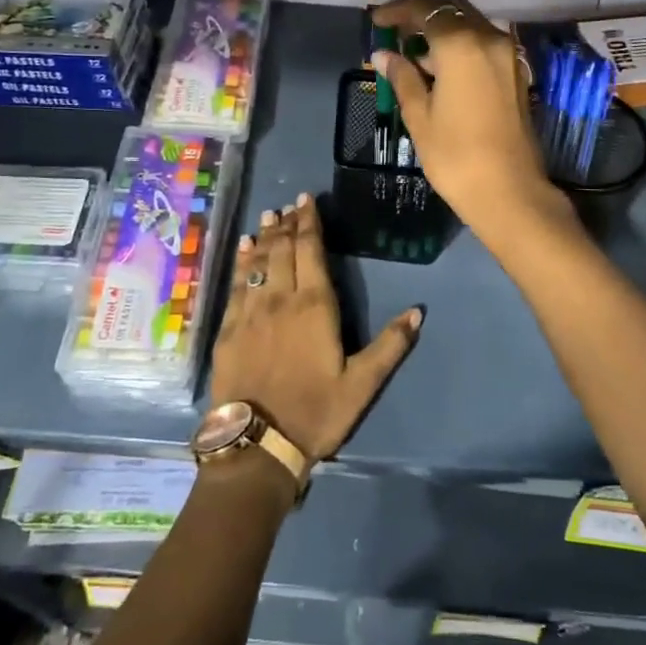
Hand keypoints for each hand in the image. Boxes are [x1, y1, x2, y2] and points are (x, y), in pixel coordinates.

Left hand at [208, 194, 421, 459]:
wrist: (257, 444)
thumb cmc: (315, 412)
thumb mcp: (362, 384)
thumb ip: (390, 346)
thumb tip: (417, 312)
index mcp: (314, 305)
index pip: (310, 251)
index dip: (309, 222)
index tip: (307, 200)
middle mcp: (279, 298)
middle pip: (282, 250)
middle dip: (287, 224)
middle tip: (289, 204)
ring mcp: (249, 312)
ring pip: (257, 262)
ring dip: (265, 237)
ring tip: (269, 216)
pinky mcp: (228, 329)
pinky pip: (235, 284)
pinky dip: (241, 262)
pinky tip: (244, 249)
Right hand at [370, 0, 564, 238]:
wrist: (509, 192)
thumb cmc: (455, 156)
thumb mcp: (419, 116)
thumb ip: (402, 77)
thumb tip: (383, 55)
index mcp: (461, 44)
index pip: (425, 8)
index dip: (397, 10)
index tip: (377, 21)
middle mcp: (489, 39)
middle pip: (452, 9)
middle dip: (422, 16)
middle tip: (395, 35)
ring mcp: (508, 55)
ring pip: (470, 25)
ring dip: (442, 31)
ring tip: (414, 57)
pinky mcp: (516, 73)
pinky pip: (484, 44)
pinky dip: (461, 46)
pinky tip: (441, 70)